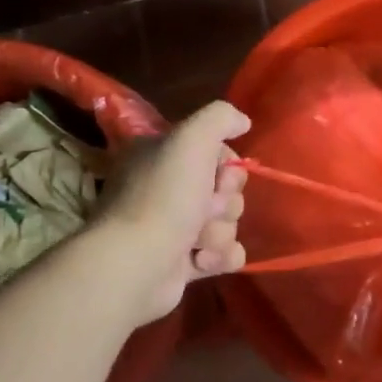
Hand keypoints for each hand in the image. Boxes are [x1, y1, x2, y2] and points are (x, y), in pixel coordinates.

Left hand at [97, 100, 251, 326]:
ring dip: (219, 233)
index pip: (216, 153)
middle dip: (224, 203)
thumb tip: (243, 122)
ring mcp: (174, 228)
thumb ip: (220, 118)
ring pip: (227, 223)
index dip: (227, 166)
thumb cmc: (164, 197)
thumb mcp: (191, 139)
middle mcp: (166, 188)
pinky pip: (225, 254)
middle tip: (205, 210)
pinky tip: (202, 261)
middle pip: (226, 190)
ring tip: (196, 242)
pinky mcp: (184, 262)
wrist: (138, 263)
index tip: (217, 175)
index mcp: (162, 156)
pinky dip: (220, 257)